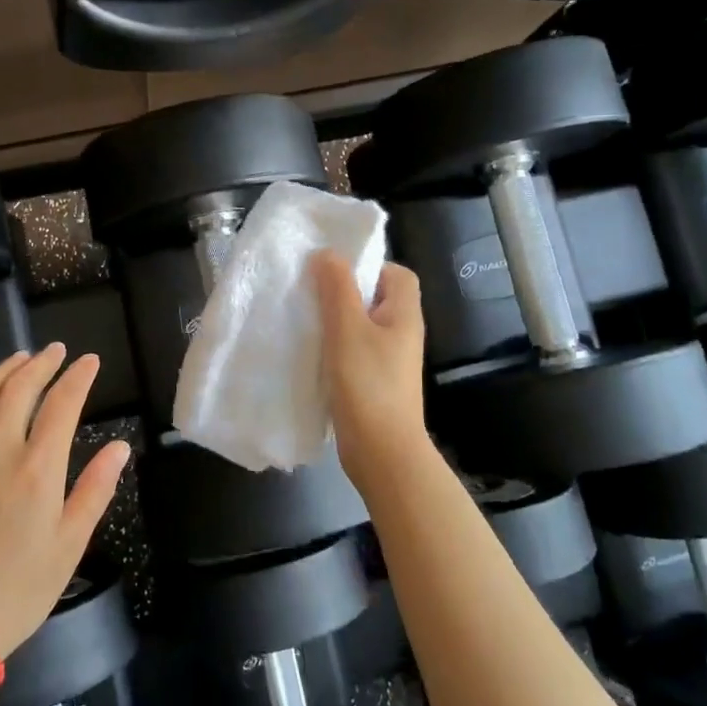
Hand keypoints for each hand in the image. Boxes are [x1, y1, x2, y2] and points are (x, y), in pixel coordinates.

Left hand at [0, 344, 128, 659]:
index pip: (61, 404)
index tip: (89, 361)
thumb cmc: (18, 589)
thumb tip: (119, 447)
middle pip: (19, 388)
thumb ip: (95, 489)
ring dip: (4, 370)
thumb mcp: (69, 545)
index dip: (78, 377)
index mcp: (36, 468)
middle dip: (42, 362)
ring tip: (21, 358)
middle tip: (56, 350)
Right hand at [313, 252, 430, 480]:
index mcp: (404, 314)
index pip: (395, 273)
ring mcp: (387, 359)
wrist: (382, 452)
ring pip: (359, 325)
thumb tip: (328, 253)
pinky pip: (352, 350)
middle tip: (309, 290)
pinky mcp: (372, 381)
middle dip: (342, 291)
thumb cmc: (368, 384)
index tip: (333, 271)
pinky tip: (308, 350)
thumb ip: (337, 288)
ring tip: (302, 317)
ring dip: (333, 319)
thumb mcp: (348, 328)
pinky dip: (332, 346)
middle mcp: (400, 333)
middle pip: (374, 297)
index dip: (368, 265)